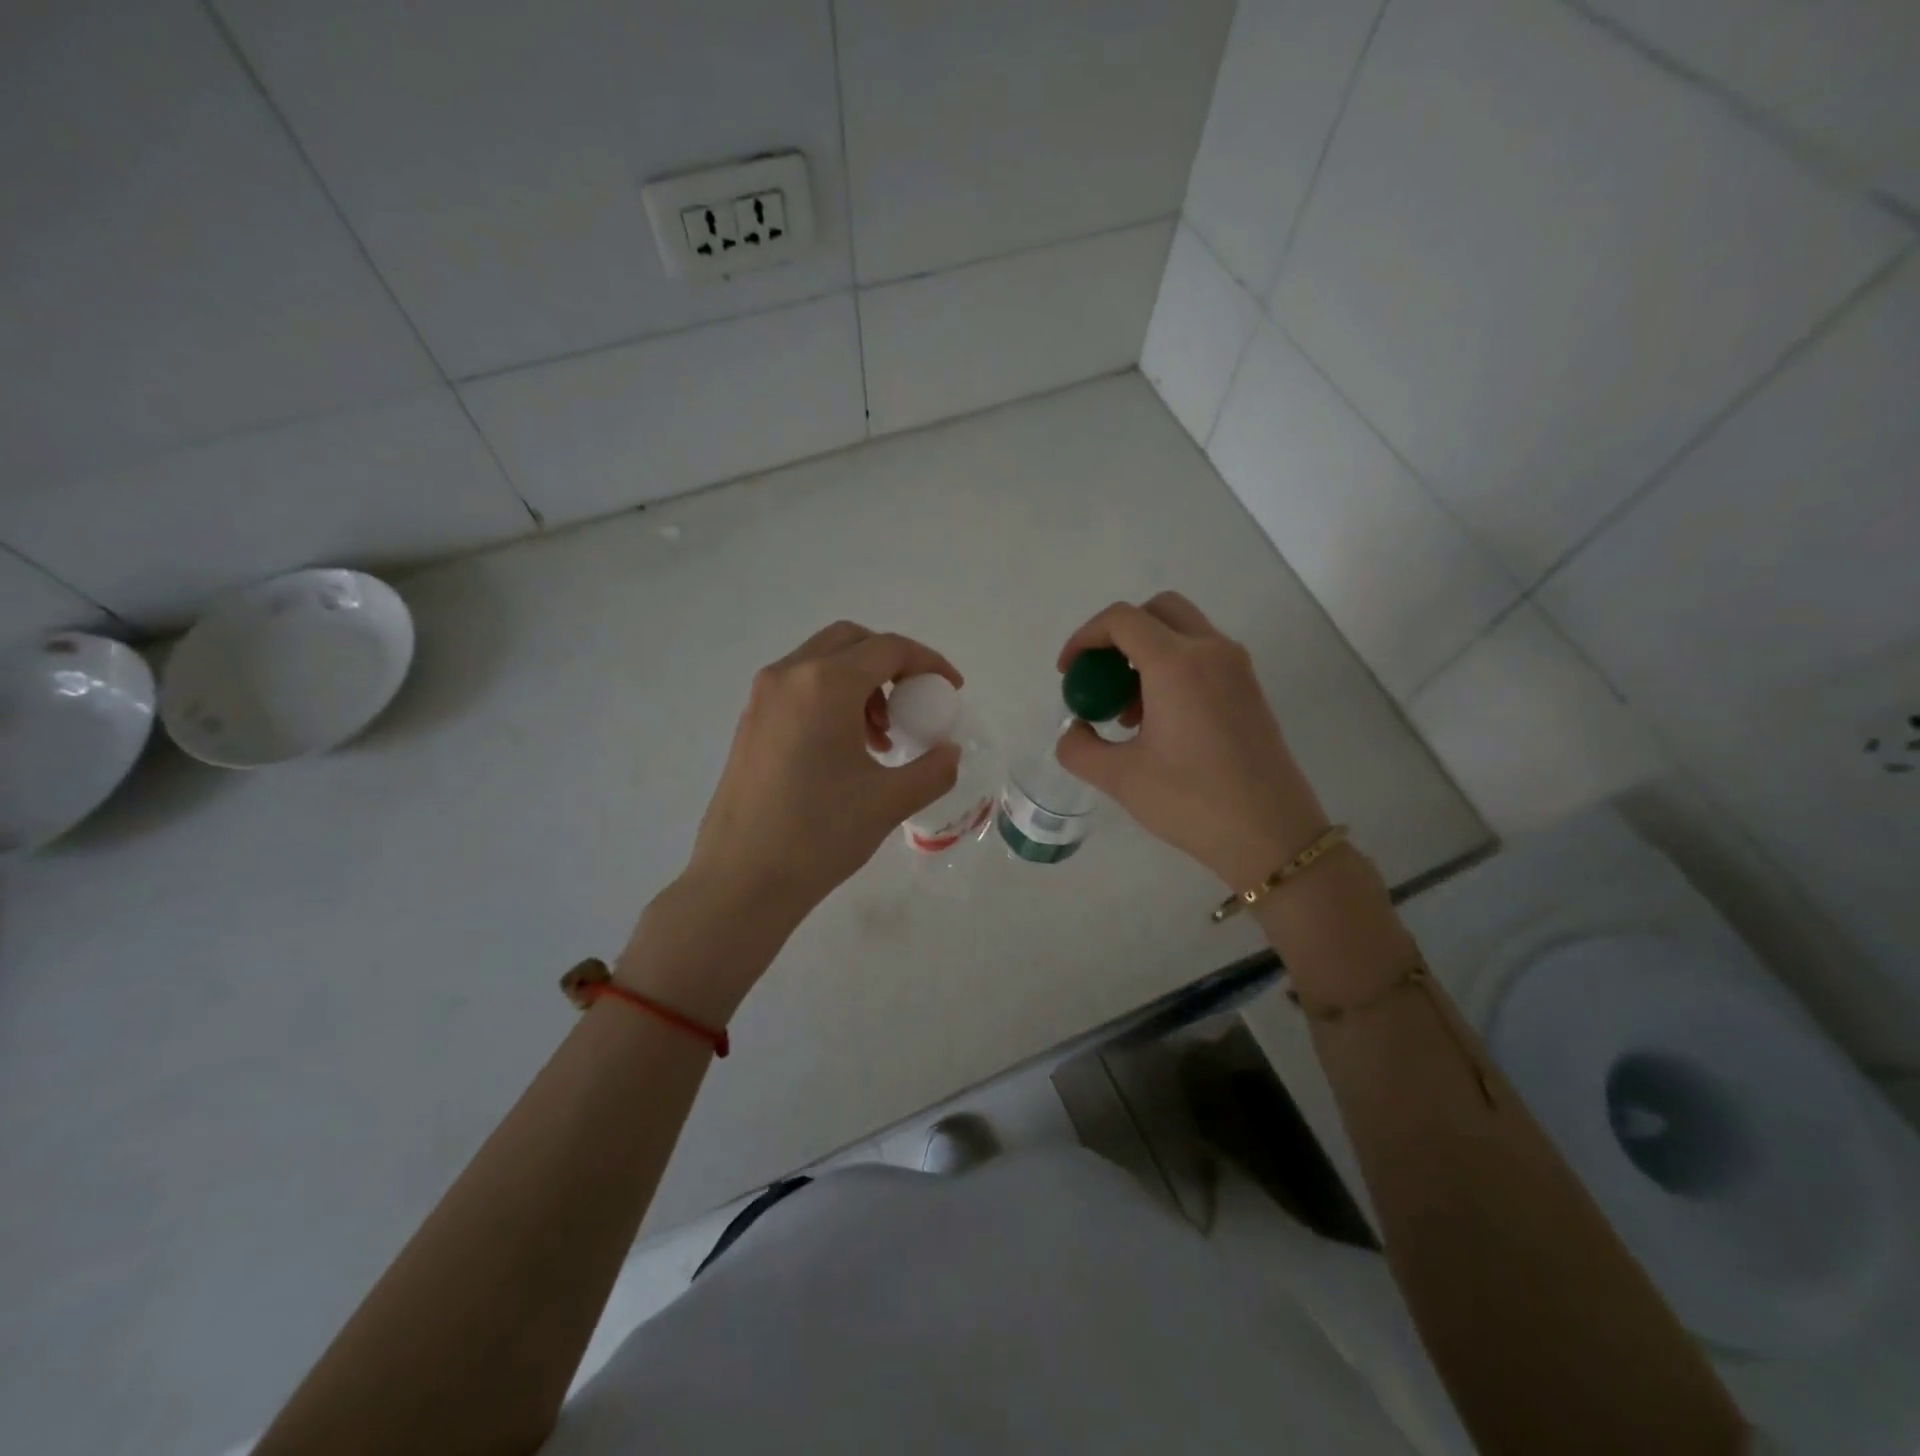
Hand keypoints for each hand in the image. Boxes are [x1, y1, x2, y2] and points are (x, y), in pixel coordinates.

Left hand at [683, 621, 963, 924]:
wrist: (741, 881)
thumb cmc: (819, 835)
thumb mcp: (889, 801)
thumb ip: (933, 769)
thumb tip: (950, 751)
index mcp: (825, 685)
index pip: (888, 649)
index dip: (928, 663)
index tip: (951, 690)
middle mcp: (788, 676)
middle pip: (851, 641)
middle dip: (891, 663)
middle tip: (912, 703)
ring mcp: (762, 698)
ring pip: (822, 662)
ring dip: (861, 683)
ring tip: (880, 737)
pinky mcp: (750, 723)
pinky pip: (799, 688)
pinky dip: (832, 698)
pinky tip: (845, 749)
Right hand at [1055, 593, 1329, 886]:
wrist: (1271, 835)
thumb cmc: (1191, 802)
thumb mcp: (1120, 778)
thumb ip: (1079, 747)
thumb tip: (1076, 729)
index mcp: (1177, 664)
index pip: (1122, 620)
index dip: (1084, 638)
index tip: (1068, 673)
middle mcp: (1211, 652)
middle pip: (1158, 611)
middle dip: (1119, 635)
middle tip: (1100, 677)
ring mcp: (1237, 669)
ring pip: (1184, 631)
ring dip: (1147, 653)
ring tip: (1127, 711)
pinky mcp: (1250, 690)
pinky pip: (1204, 656)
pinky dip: (1173, 668)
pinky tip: (1160, 721)